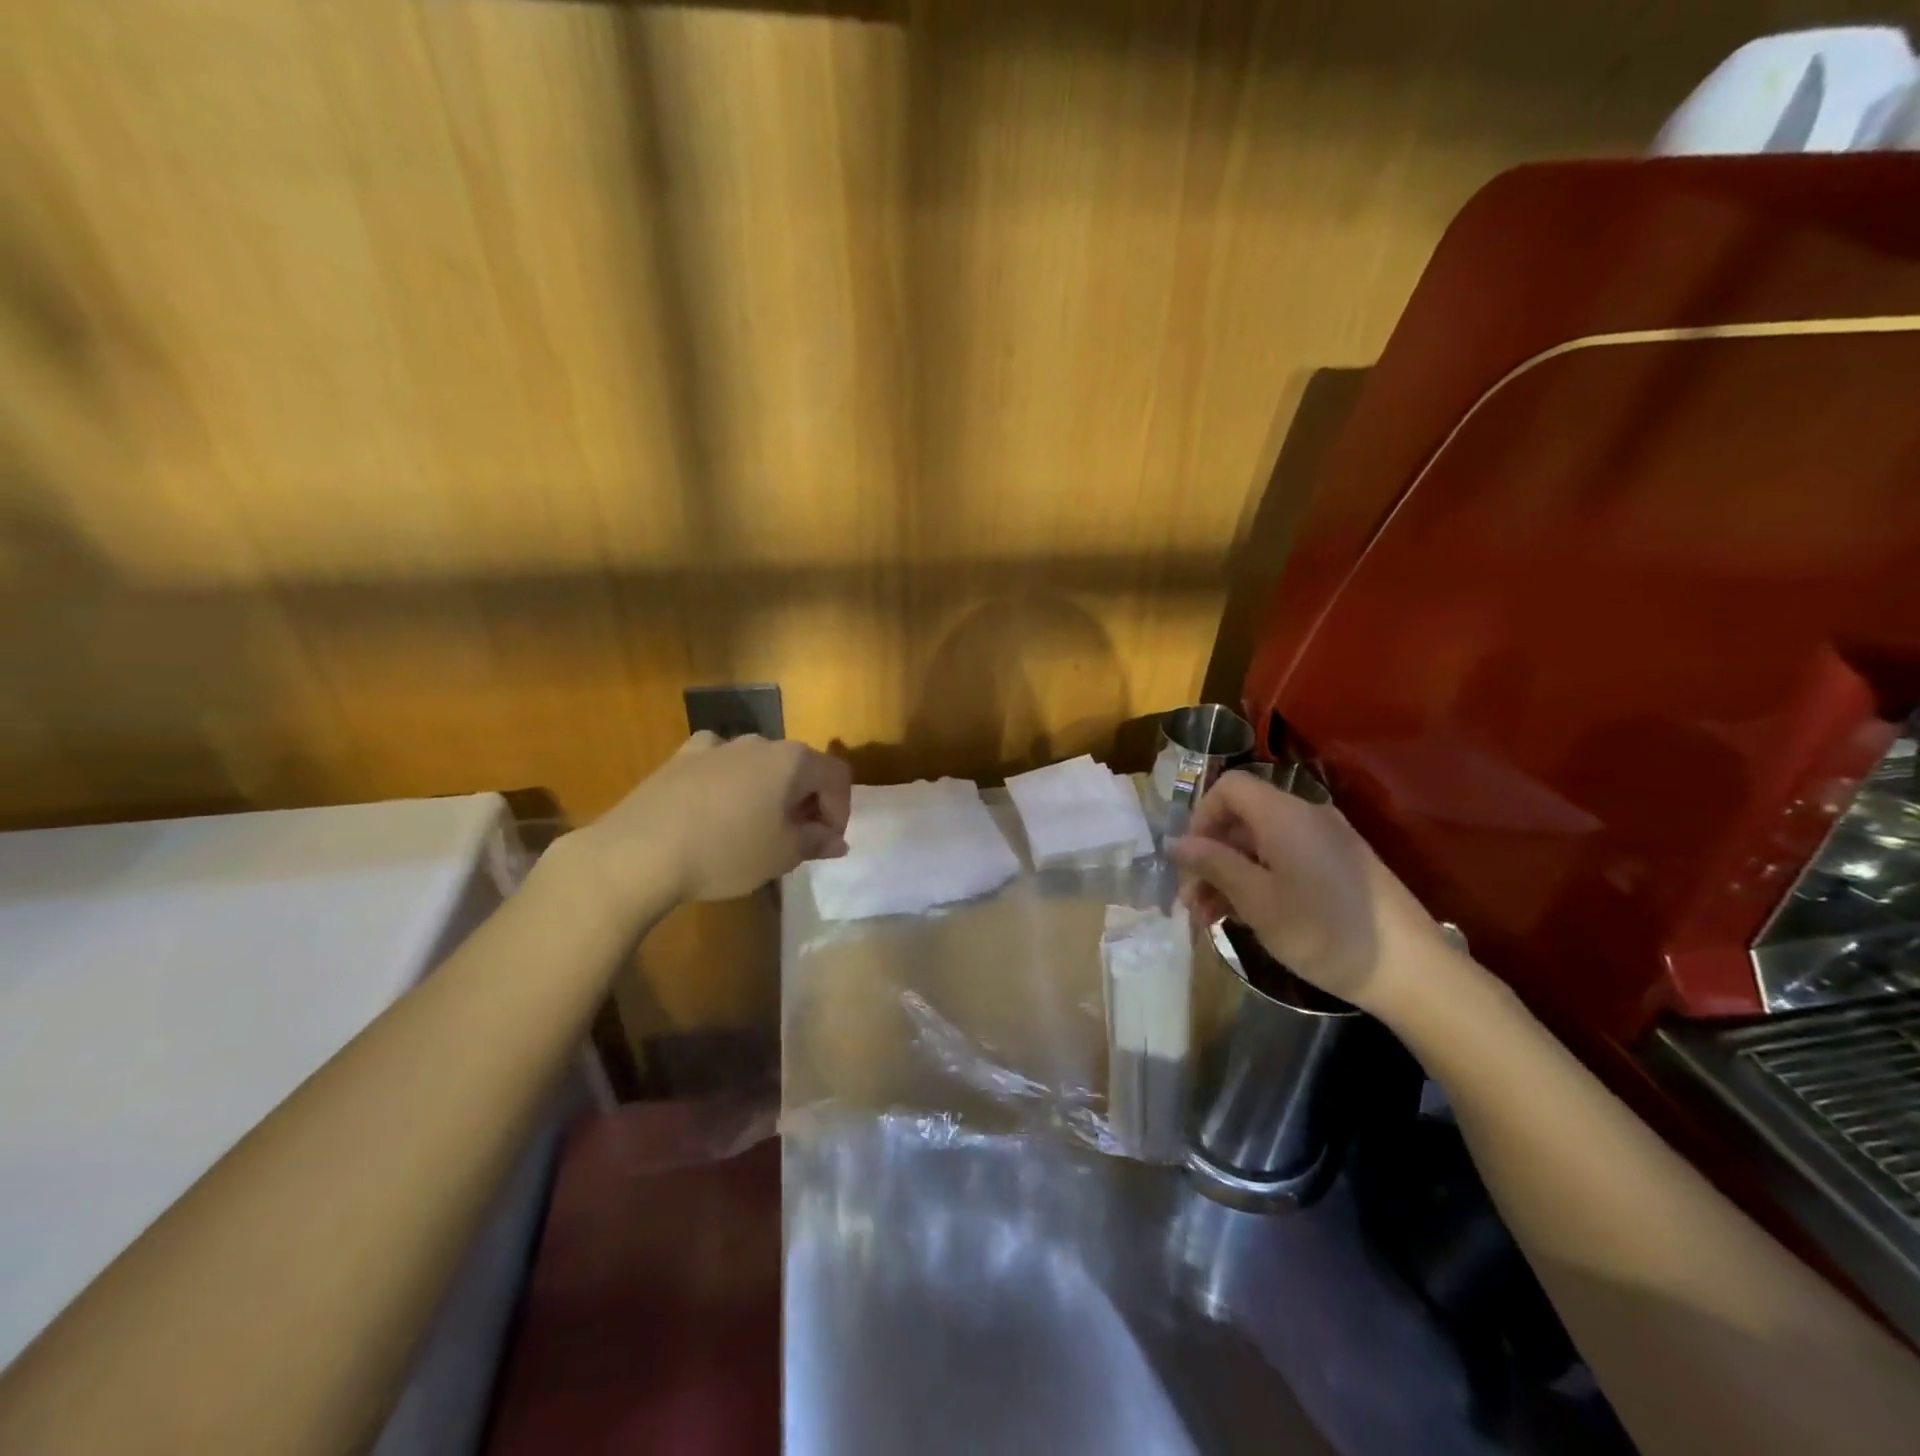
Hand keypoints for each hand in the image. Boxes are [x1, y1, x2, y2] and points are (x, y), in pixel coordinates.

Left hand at [570, 733, 851, 907]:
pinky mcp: (681, 758)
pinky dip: (729, 782)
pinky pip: (720, 764)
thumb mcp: (782, 855)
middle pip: (799, 767)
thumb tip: (836, 840)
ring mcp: (717, 745)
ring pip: (759, 765)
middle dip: (806, 802)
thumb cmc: (726, 851)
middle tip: (797, 840)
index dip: (840, 811)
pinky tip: (716, 807)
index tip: (826, 844)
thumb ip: (815, 842)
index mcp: (793, 760)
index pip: (836, 777)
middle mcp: (759, 742)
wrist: (639, 851)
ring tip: (756, 828)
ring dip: (769, 792)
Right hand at [1168, 772, 1444, 1010]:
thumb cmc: (1324, 931)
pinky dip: (1259, 880)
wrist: (1412, 970)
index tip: (1190, 862)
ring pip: (1261, 844)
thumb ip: (1213, 864)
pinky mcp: (1340, 866)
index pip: (1228, 788)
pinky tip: (1245, 917)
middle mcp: (1306, 817)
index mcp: (1284, 815)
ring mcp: (1326, 841)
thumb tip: (1174, 842)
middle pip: (1242, 818)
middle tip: (1191, 902)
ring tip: (1210, 919)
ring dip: (1230, 874)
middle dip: (1210, 856)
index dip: (1201, 817)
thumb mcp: (1256, 900)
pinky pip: (1286, 859)